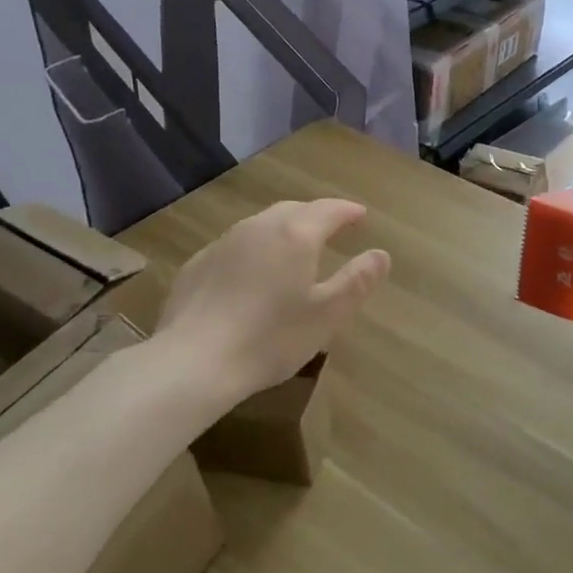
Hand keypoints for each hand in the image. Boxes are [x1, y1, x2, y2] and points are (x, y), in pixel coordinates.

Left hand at [153, 199, 389, 401]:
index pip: (329, 210)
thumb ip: (358, 280)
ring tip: (294, 250)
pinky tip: (252, 276)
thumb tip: (381, 254)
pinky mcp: (196, 266)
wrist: (191, 363)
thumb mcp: (328, 314)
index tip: (361, 216)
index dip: (348, 211)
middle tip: (332, 229)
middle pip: (293, 210)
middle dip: (316, 216)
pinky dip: (254, 251)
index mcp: (295, 235)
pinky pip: (235, 247)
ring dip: (283, 231)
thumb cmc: (270, 338)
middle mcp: (258, 228)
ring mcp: (222, 244)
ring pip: (261, 226)